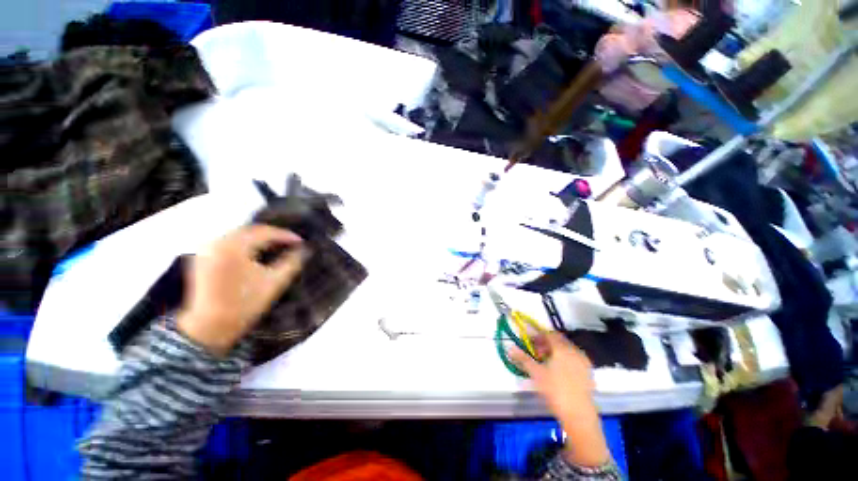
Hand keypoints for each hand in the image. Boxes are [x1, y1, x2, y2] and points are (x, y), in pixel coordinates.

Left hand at [177, 225, 307, 355]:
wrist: (209, 328)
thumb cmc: (245, 305)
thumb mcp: (275, 282)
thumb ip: (292, 262)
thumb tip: (305, 249)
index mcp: (233, 247)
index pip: (264, 232)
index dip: (285, 235)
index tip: (301, 241)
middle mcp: (217, 243)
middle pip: (249, 230)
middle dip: (271, 234)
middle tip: (289, 242)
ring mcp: (206, 250)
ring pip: (237, 235)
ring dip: (258, 238)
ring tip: (275, 246)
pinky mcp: (202, 259)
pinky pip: (227, 243)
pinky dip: (244, 244)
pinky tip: (255, 252)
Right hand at [510, 332, 609, 467]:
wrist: (579, 415)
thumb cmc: (555, 390)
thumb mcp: (536, 373)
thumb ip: (523, 358)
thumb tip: (510, 348)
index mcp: (562, 348)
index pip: (549, 334)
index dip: (538, 335)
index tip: (529, 342)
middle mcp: (575, 351)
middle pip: (558, 341)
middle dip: (546, 343)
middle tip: (536, 352)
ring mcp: (584, 362)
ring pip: (567, 350)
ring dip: (555, 352)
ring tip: (546, 363)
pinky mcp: (588, 373)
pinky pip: (574, 359)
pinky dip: (564, 360)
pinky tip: (558, 371)